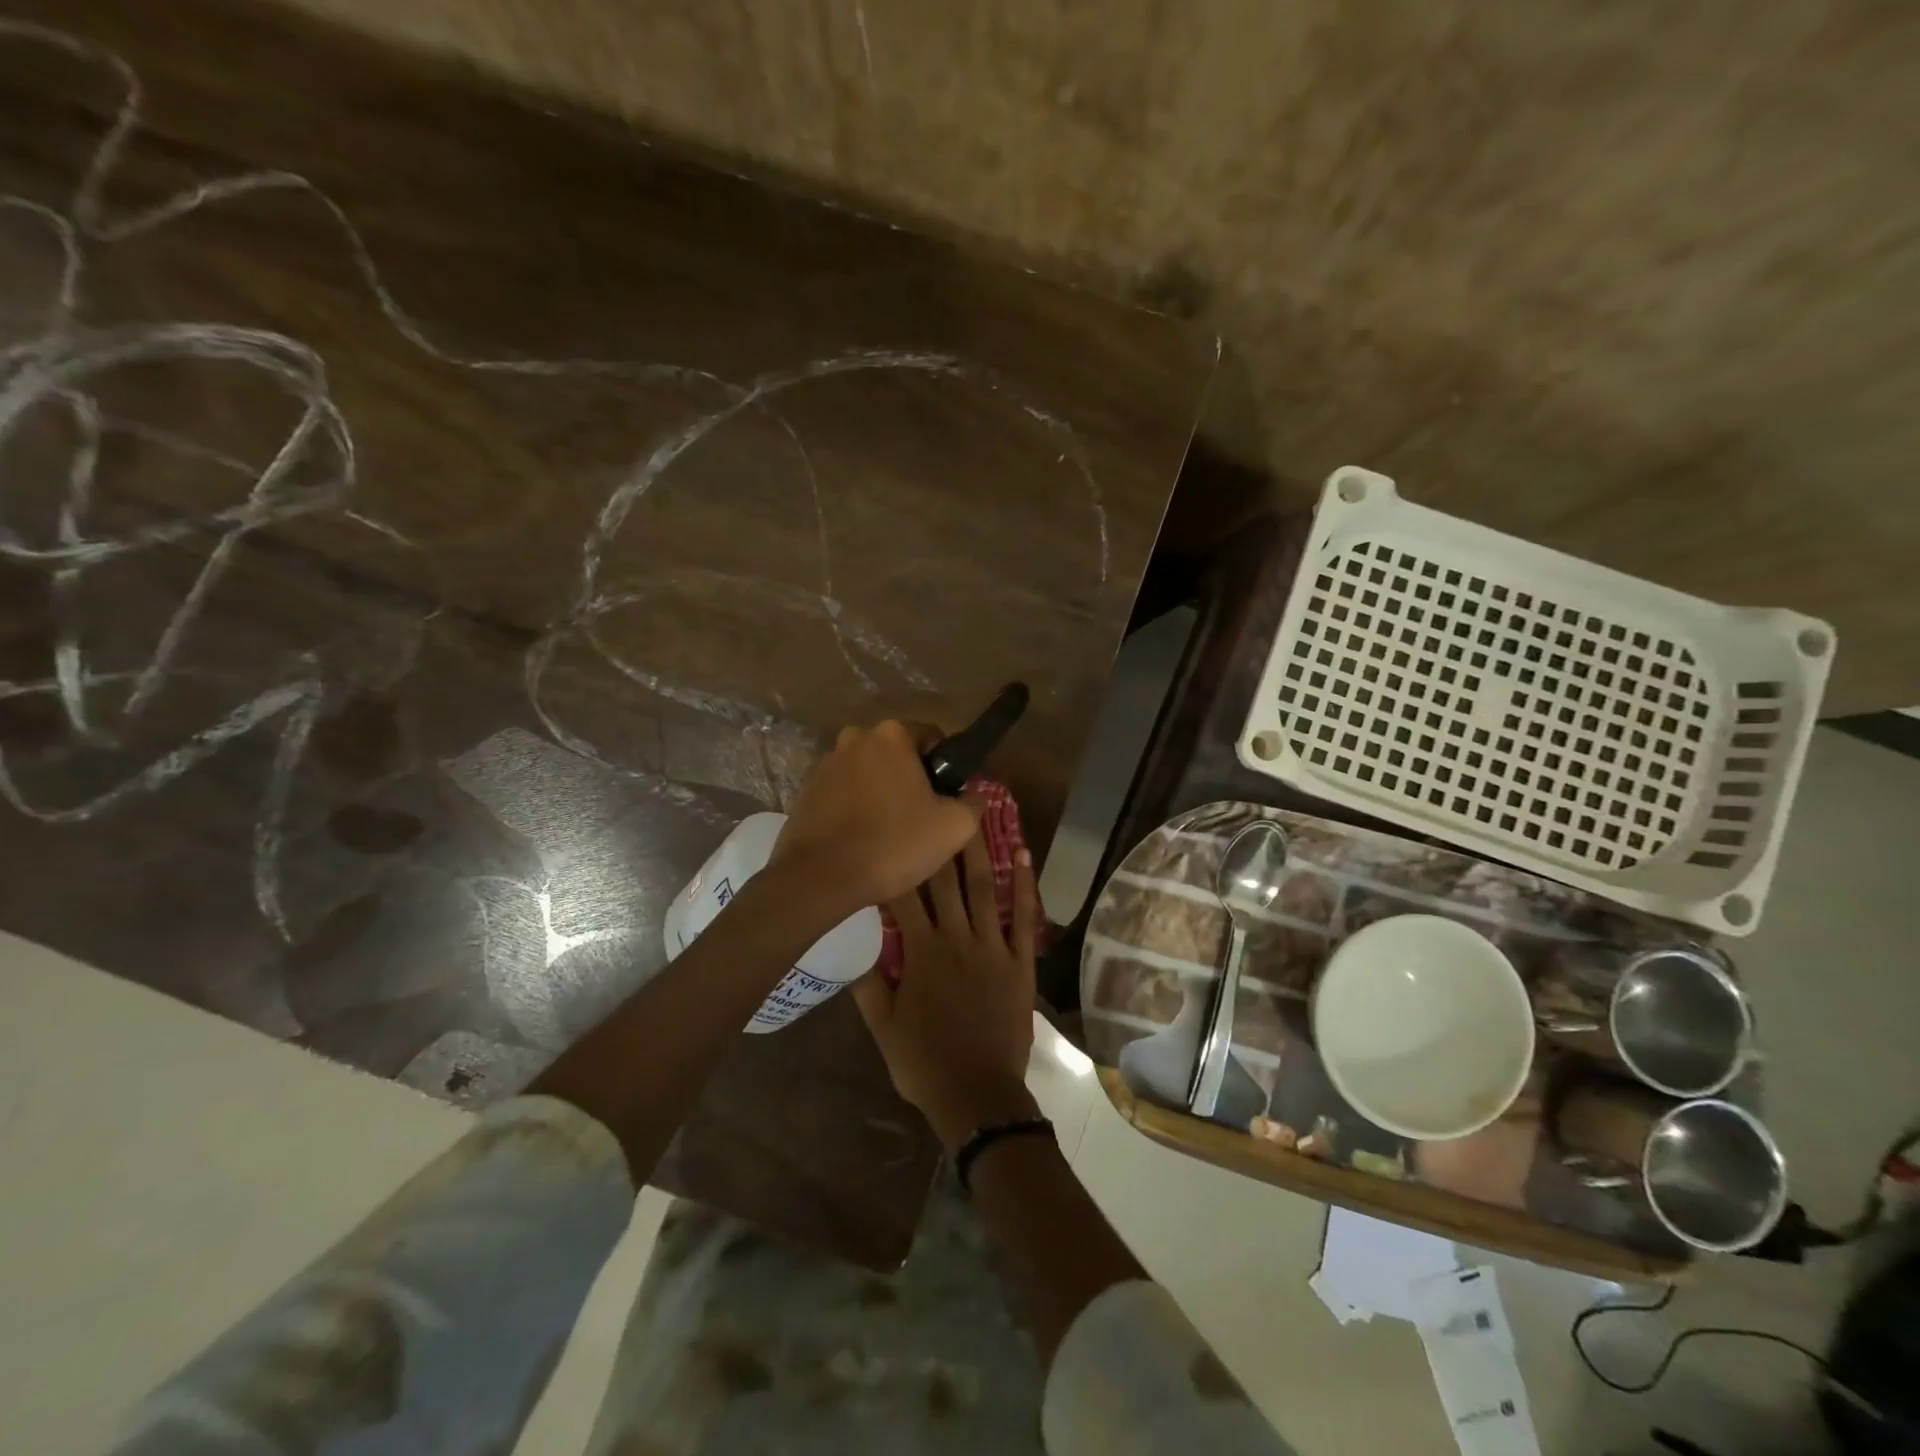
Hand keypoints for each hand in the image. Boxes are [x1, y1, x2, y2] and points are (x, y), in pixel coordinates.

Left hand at [772, 720, 979, 918]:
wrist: (819, 878)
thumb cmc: (893, 844)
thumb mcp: (953, 827)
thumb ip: (973, 802)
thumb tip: (972, 794)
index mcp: (892, 735)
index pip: (931, 737)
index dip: (944, 766)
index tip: (945, 798)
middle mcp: (855, 737)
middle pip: (896, 754)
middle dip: (909, 778)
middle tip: (919, 818)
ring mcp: (826, 762)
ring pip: (867, 772)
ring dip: (879, 792)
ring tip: (887, 833)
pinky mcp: (805, 789)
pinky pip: (842, 791)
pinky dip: (854, 806)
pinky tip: (859, 837)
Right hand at [853, 832, 1040, 1149]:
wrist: (978, 1094)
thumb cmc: (924, 1062)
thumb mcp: (883, 1027)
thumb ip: (868, 984)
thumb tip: (854, 944)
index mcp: (921, 952)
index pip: (903, 898)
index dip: (896, 864)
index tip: (891, 834)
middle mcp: (956, 938)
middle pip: (944, 882)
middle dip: (937, 842)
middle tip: (936, 804)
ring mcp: (992, 947)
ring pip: (982, 888)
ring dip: (978, 850)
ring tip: (975, 815)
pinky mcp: (1019, 961)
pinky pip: (1023, 916)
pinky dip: (1024, 884)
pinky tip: (1023, 854)